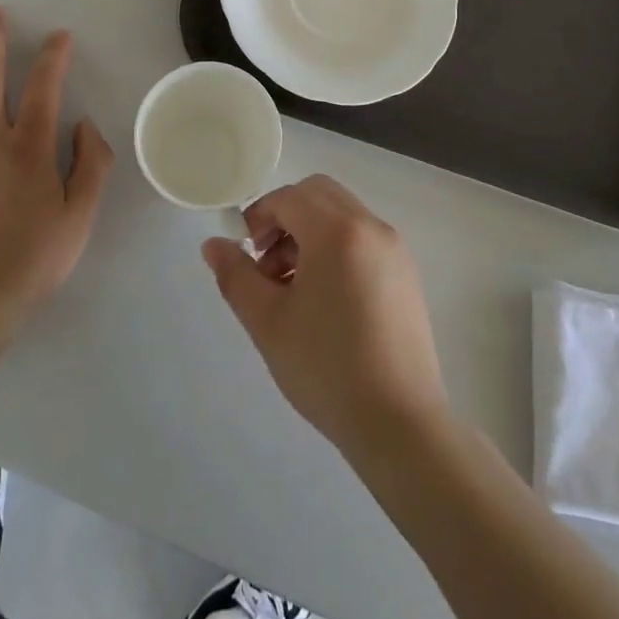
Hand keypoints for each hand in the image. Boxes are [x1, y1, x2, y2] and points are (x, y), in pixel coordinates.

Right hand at [202, 175, 447, 461]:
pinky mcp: (406, 273)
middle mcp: (371, 227)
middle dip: (285, 218)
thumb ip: (236, 275)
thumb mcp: (268, 322)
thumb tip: (213, 244)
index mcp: (337, 231)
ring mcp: (394, 249)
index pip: (289, 197)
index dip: (258, 217)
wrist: (399, 424)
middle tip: (268, 265)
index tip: (245, 253)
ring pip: (342, 214)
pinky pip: (363, 238)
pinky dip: (336, 247)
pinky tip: (325, 300)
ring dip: (310, 232)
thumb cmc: (326, 368)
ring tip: (293, 289)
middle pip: (318, 195)